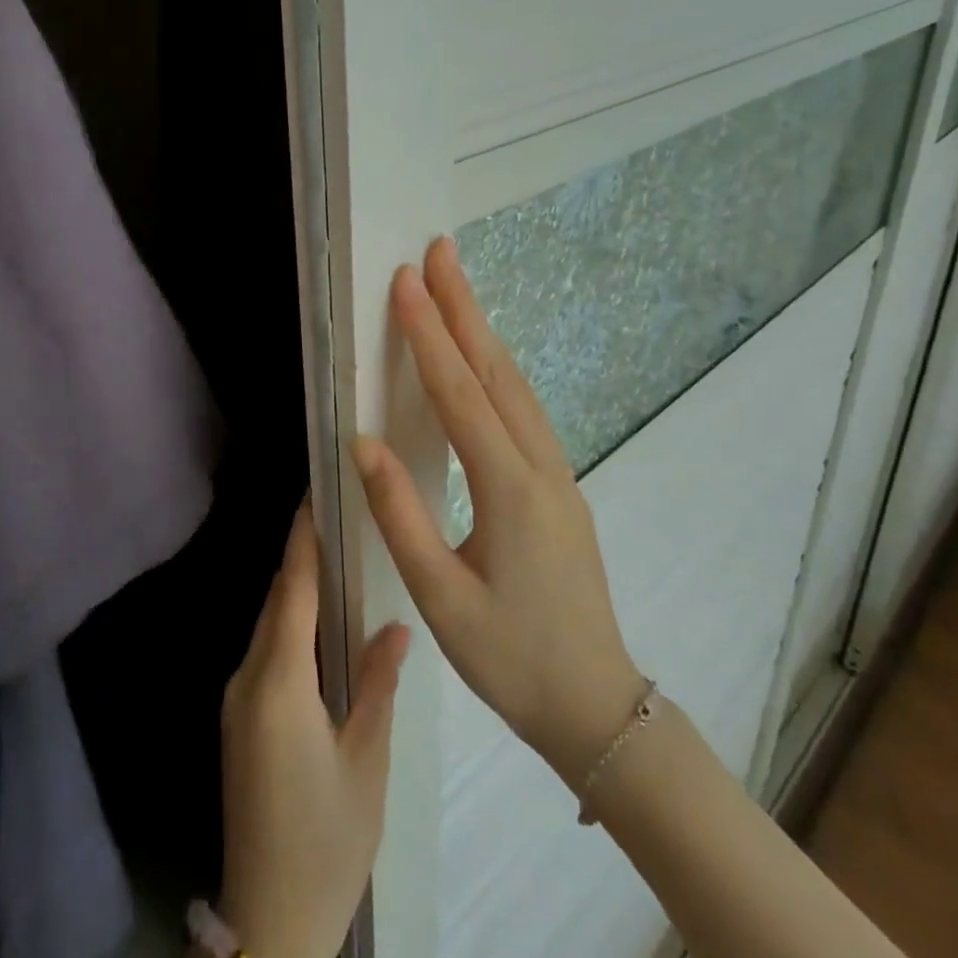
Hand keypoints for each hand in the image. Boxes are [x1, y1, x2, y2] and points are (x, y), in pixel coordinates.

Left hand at [213, 506, 408, 957]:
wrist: (268, 918)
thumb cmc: (328, 842)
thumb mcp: (367, 762)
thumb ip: (378, 685)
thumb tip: (396, 625)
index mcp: (279, 682)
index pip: (291, 590)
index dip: (302, 540)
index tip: (314, 495)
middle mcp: (247, 678)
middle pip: (277, 601)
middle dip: (302, 557)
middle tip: (338, 518)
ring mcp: (237, 698)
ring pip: (269, 625)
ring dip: (296, 590)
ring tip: (337, 560)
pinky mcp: (239, 719)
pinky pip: (265, 652)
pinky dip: (290, 625)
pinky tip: (320, 624)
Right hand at [350, 237, 645, 778]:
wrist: (595, 704)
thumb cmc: (510, 657)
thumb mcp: (440, 596)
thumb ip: (398, 515)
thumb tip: (362, 443)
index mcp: (509, 490)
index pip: (460, 394)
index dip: (429, 335)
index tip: (406, 282)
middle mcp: (540, 468)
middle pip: (497, 371)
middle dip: (465, 308)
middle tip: (440, 253)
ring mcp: (557, 476)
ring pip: (516, 386)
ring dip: (483, 332)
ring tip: (455, 288)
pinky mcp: (559, 488)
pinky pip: (524, 410)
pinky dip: (497, 369)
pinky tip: (482, 359)